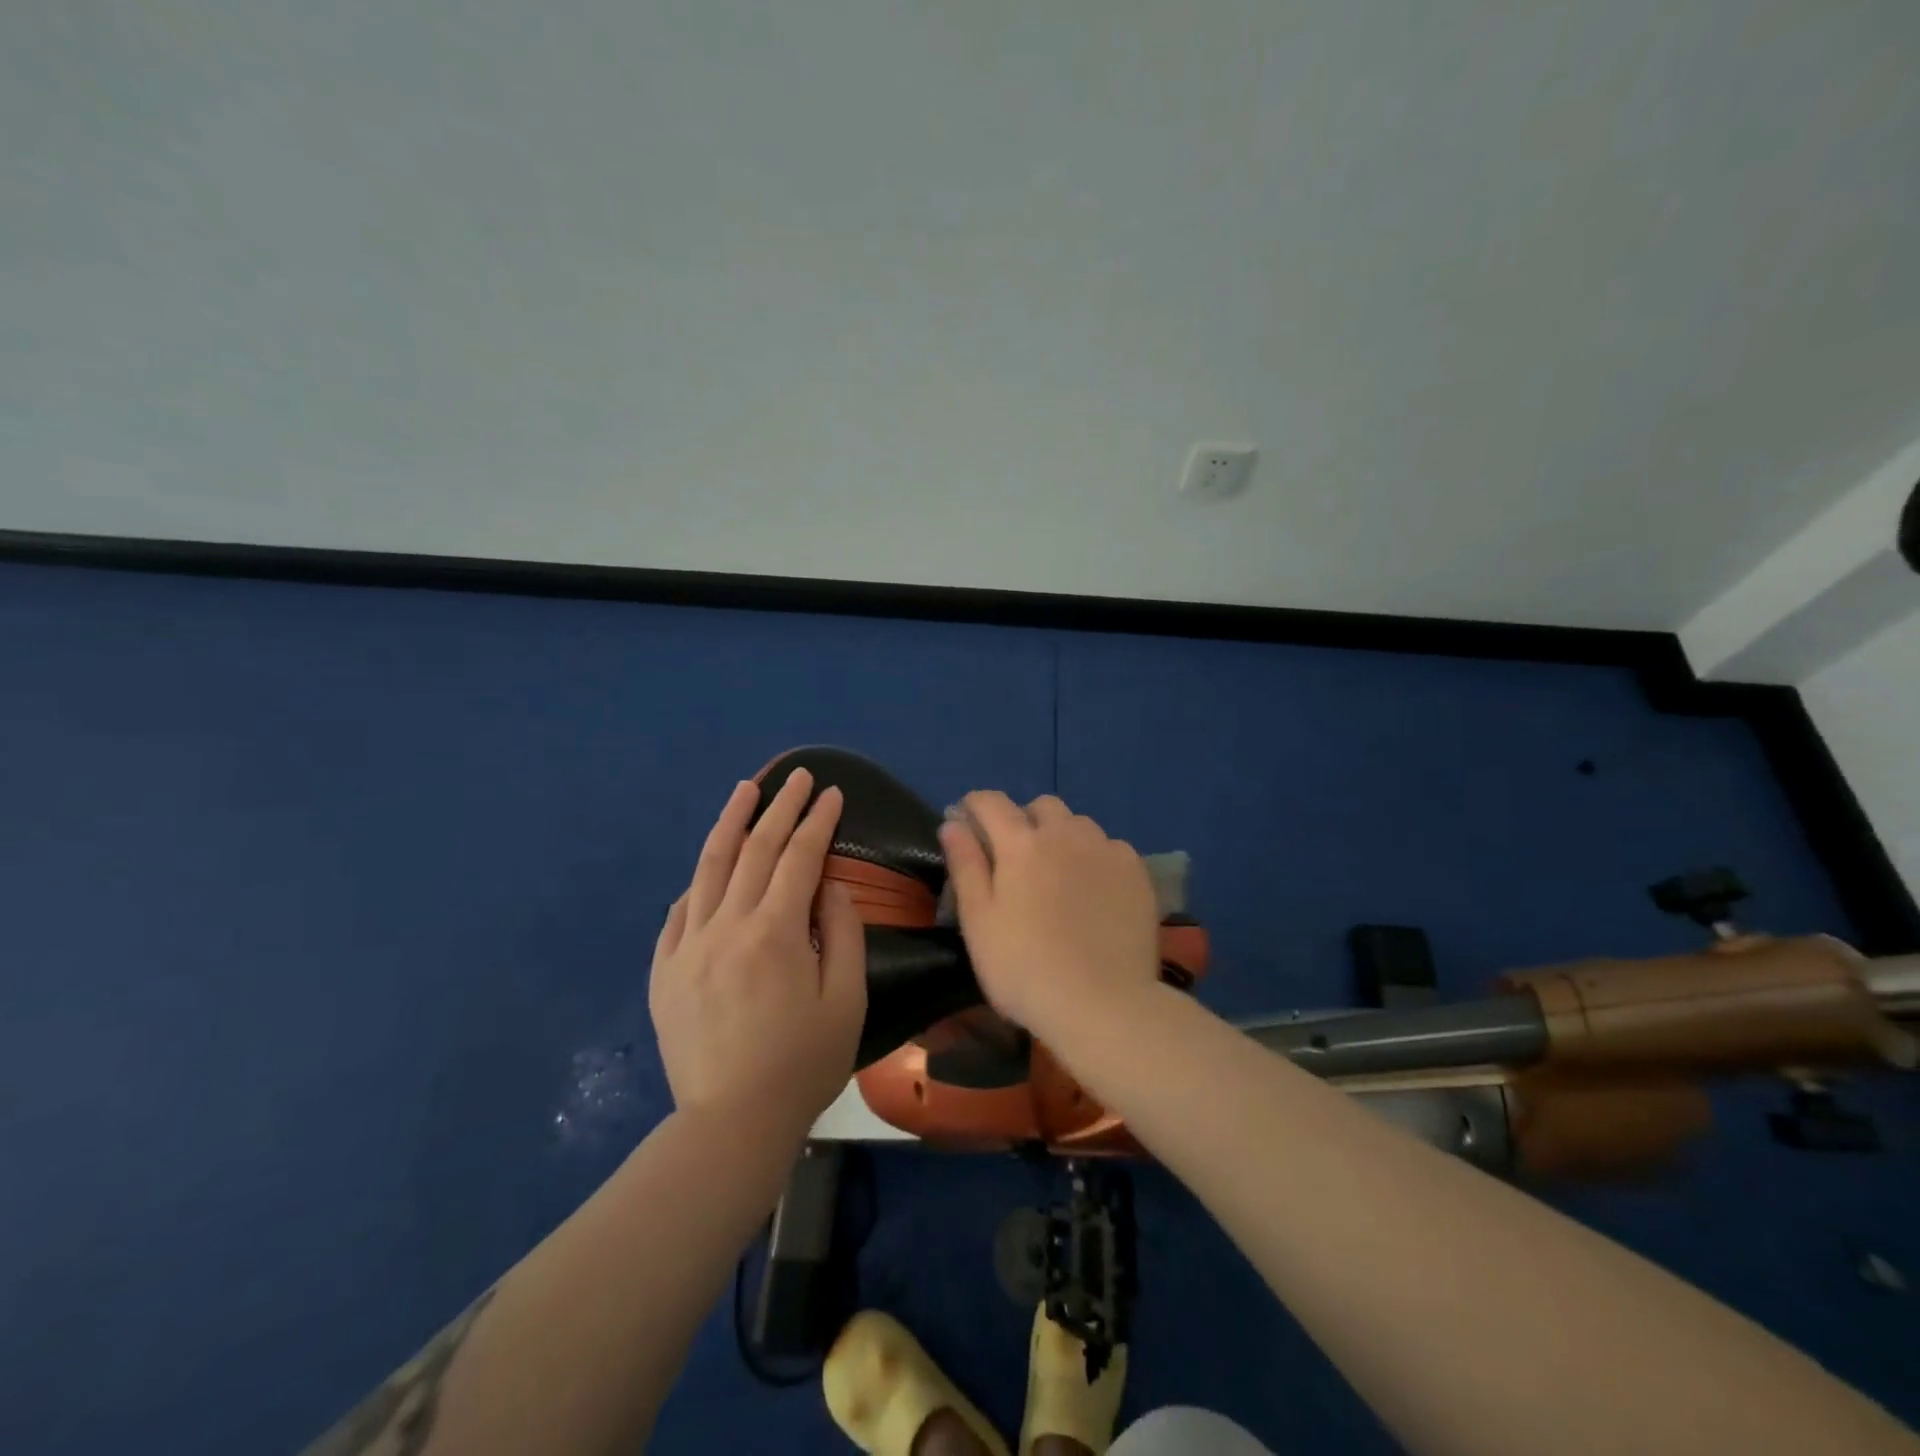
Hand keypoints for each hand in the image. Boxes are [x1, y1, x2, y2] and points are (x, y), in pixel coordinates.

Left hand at [649, 769, 866, 1132]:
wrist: (731, 1124)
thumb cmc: (802, 1064)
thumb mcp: (846, 1000)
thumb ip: (842, 933)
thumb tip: (829, 885)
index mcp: (775, 932)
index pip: (800, 858)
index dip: (818, 821)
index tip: (832, 793)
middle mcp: (727, 925)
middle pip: (756, 850)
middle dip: (781, 807)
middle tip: (798, 776)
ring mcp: (688, 945)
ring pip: (709, 867)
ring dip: (731, 822)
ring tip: (746, 789)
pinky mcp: (664, 969)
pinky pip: (679, 910)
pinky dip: (699, 881)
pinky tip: (711, 866)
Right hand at [938, 792, 1160, 1042]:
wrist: (1104, 1004)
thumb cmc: (1025, 968)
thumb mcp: (979, 922)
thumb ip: (965, 866)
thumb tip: (952, 824)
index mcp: (1020, 843)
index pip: (991, 802)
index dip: (974, 805)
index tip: (967, 821)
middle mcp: (1065, 833)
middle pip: (1041, 806)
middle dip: (1024, 819)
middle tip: (1017, 857)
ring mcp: (1106, 849)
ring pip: (1079, 824)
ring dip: (1062, 836)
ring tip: (1060, 874)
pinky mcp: (1137, 871)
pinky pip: (1110, 847)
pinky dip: (1096, 857)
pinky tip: (1095, 891)